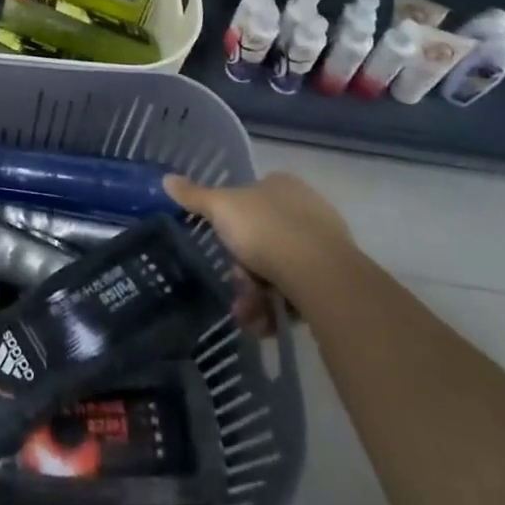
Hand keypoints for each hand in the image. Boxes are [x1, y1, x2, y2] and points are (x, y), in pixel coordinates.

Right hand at [164, 170, 355, 306]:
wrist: (321, 275)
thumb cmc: (266, 229)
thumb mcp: (220, 208)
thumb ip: (194, 196)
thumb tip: (166, 179)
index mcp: (280, 184)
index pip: (249, 199)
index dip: (231, 225)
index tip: (222, 247)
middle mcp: (305, 208)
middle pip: (262, 239)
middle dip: (245, 270)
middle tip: (236, 288)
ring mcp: (325, 243)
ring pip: (280, 268)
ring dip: (259, 296)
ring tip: (250, 319)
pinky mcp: (337, 278)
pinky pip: (300, 291)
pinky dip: (281, 308)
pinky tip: (269, 325)